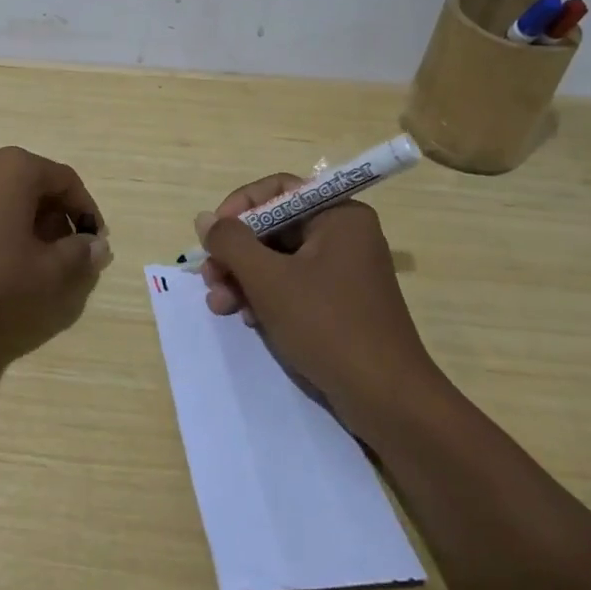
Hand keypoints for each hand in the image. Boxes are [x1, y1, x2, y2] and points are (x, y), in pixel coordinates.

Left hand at [0, 146, 110, 320]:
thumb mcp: (43, 271)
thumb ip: (77, 255)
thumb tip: (97, 246)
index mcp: (17, 166)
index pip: (66, 180)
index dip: (85, 210)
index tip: (92, 241)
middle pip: (35, 181)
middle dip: (55, 215)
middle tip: (63, 251)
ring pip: (5, 190)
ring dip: (25, 217)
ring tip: (29, 254)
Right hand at [197, 174, 434, 423]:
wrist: (386, 400)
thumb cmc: (328, 326)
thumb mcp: (269, 280)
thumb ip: (231, 243)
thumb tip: (204, 218)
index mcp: (338, 215)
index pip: (278, 190)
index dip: (239, 207)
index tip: (213, 236)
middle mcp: (344, 234)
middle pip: (275, 227)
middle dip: (237, 254)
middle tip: (209, 279)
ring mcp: (343, 270)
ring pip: (279, 259)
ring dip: (244, 278)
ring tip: (219, 305)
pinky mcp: (339, 302)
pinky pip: (293, 284)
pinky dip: (266, 297)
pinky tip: (248, 320)